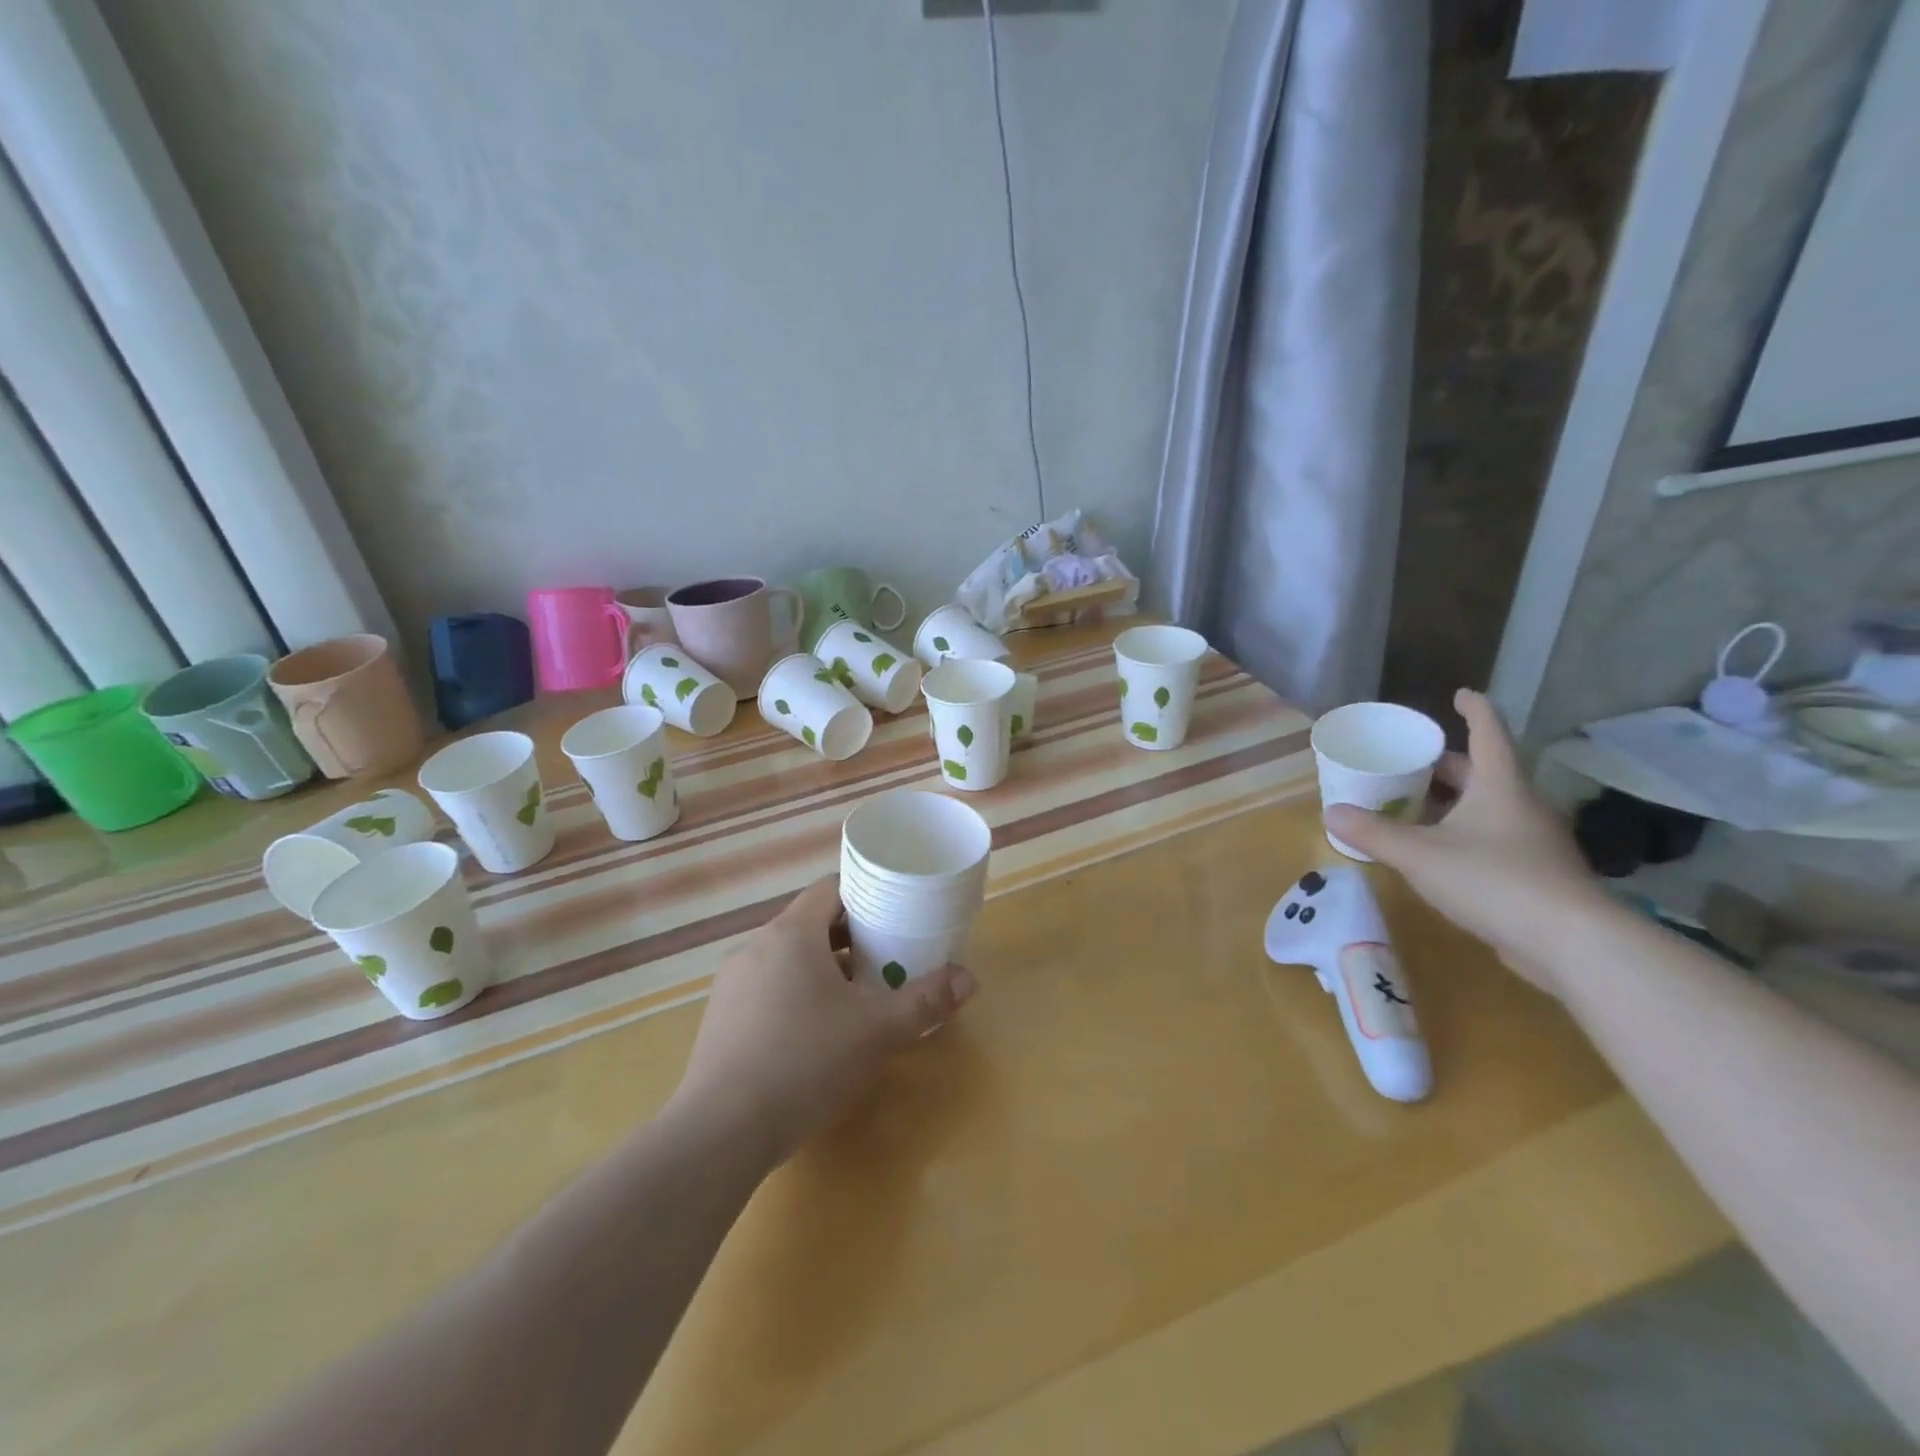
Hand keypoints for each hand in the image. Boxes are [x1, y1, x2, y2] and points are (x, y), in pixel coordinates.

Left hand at [669, 878, 974, 1166]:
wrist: (720, 1133)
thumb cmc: (805, 1062)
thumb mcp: (876, 1032)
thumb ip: (924, 1002)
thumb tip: (968, 978)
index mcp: (791, 934)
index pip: (830, 889)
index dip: (865, 896)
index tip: (894, 915)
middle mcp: (756, 946)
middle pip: (810, 923)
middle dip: (851, 937)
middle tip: (886, 959)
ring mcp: (732, 983)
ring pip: (787, 958)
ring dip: (823, 968)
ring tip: (856, 999)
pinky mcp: (720, 1017)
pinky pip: (766, 987)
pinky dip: (796, 993)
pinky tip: (814, 1034)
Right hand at [1325, 690, 1604, 993]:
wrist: (1572, 944)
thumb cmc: (1494, 880)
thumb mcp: (1420, 855)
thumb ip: (1374, 833)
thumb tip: (1330, 812)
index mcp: (1499, 786)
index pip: (1488, 733)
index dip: (1474, 710)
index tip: (1460, 694)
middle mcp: (1521, 805)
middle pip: (1484, 772)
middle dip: (1446, 765)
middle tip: (1409, 763)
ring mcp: (1534, 841)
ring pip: (1489, 807)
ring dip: (1453, 802)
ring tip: (1413, 807)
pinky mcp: (1537, 875)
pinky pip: (1494, 839)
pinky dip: (1464, 834)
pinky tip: (1440, 854)